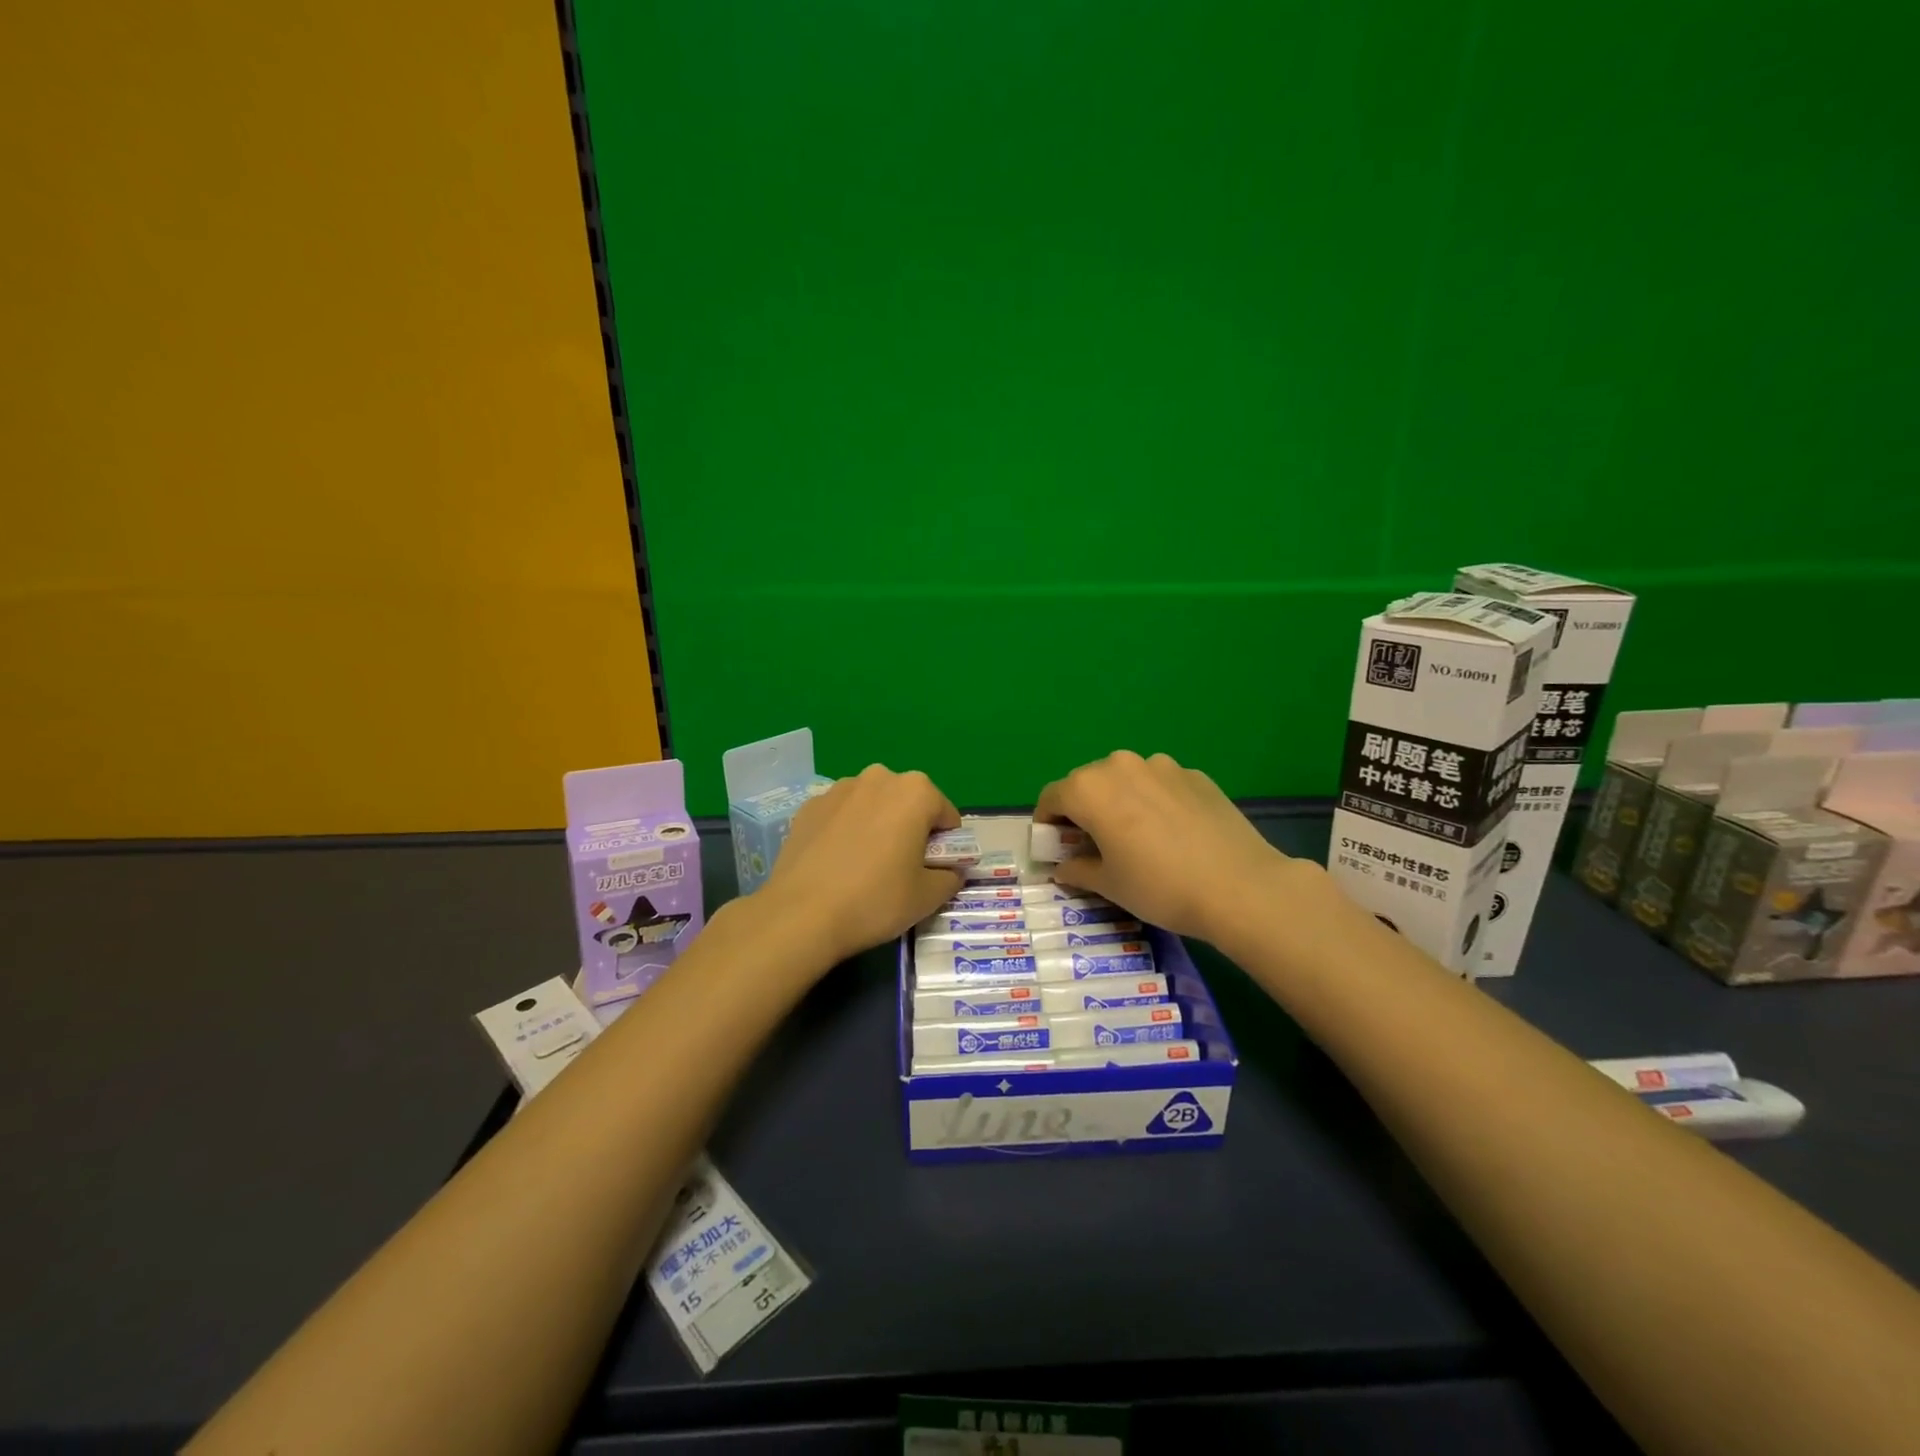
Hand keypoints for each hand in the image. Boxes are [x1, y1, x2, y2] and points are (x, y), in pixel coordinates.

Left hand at [756, 765, 964, 968]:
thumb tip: (951, 871)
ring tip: (864, 867)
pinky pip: (841, 815)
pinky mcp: (809, 806)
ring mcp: (839, 788)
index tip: (932, 871)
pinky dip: (846, 831)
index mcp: (916, 791)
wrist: (800, 914)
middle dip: (910, 829)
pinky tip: (836, 864)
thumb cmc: (875, 900)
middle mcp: (879, 778)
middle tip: (901, 869)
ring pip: (873, 805)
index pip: (946, 816)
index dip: (946, 846)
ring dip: (877, 826)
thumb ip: (950, 877)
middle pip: (908, 803)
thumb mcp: (928, 897)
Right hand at [1036, 750, 1301, 942]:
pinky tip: (1171, 834)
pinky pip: (1159, 784)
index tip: (1053, 847)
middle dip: (1082, 810)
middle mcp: (1121, 765)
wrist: (1240, 886)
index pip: (1052, 797)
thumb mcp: (1108, 885)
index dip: (1046, 823)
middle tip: (1092, 844)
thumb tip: (1063, 866)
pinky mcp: (1194, 775)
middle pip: (1087, 783)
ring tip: (1135, 837)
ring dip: (1118, 801)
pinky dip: (1152, 802)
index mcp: (1090, 789)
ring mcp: (1162, 766)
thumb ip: (1077, 869)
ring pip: (1125, 779)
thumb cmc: (1159, 887)